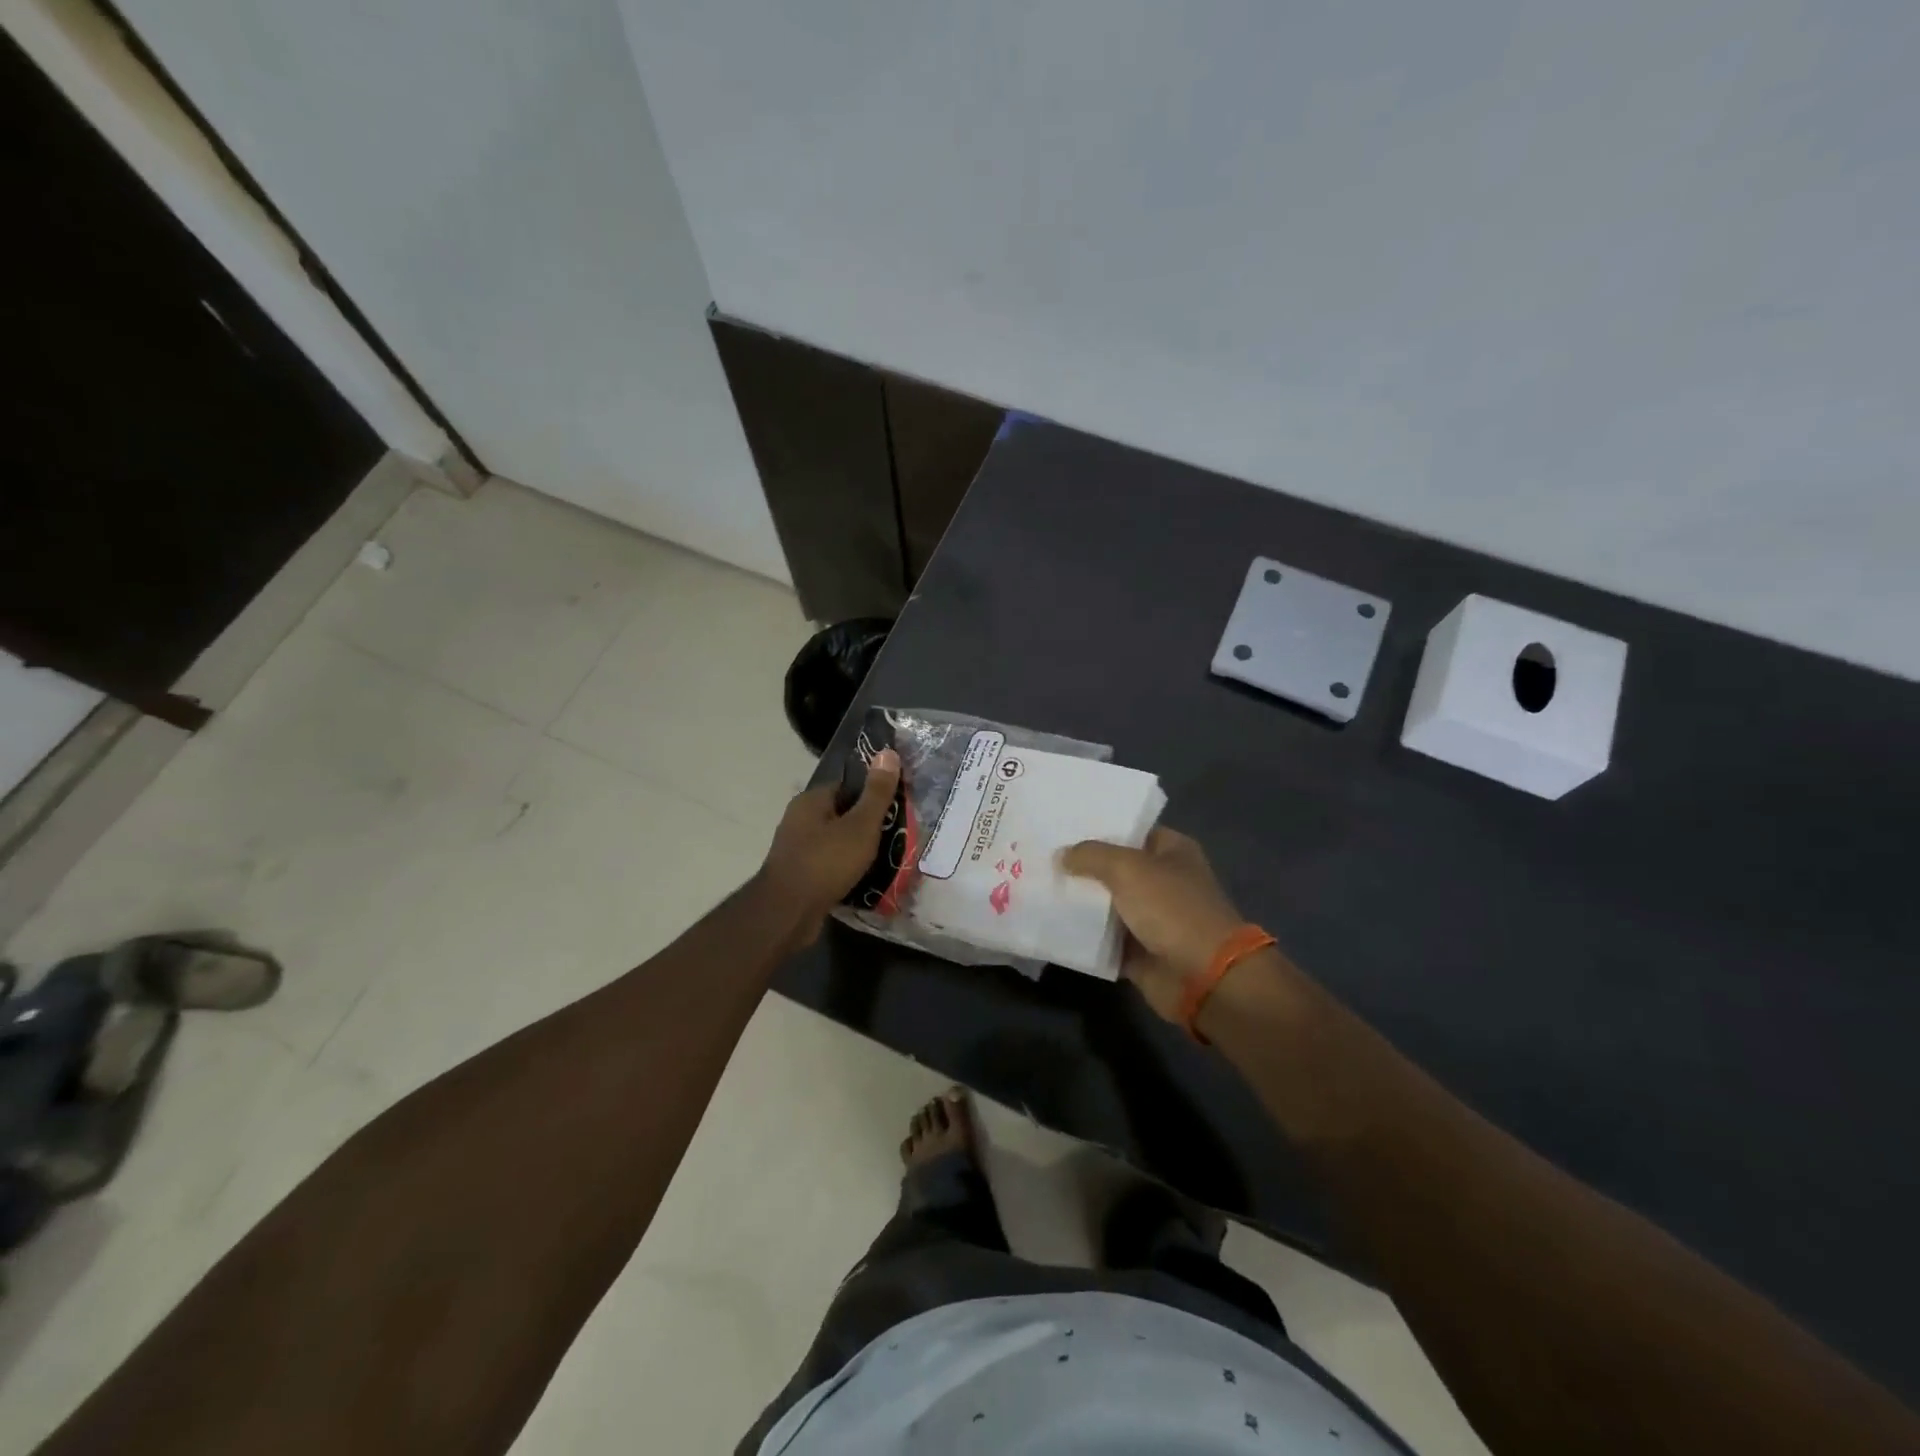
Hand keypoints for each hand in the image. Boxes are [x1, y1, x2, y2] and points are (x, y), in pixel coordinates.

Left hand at [756, 749, 900, 942]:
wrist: (788, 913)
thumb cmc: (826, 862)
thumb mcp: (860, 825)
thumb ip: (876, 792)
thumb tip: (888, 752)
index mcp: (811, 800)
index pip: (846, 785)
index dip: (872, 792)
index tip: (896, 805)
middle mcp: (799, 819)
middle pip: (842, 814)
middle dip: (867, 823)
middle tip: (897, 833)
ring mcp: (796, 848)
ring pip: (836, 841)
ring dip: (857, 849)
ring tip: (887, 857)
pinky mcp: (799, 874)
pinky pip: (829, 864)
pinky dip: (846, 868)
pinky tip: (865, 878)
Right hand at [1060, 828, 1248, 1021]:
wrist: (1202, 977)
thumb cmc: (1171, 909)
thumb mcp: (1128, 868)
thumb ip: (1091, 855)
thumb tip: (1062, 855)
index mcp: (1171, 851)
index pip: (1130, 830)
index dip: (1099, 828)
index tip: (1061, 826)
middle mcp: (1163, 880)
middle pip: (1114, 868)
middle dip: (1082, 865)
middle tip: (1041, 855)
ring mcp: (1151, 917)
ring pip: (1106, 904)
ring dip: (1079, 901)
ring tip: (1038, 886)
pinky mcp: (1138, 950)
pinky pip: (1103, 938)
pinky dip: (1083, 935)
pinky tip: (1050, 923)